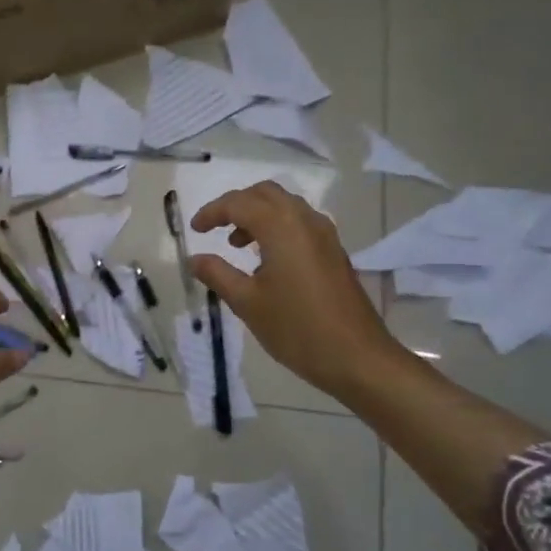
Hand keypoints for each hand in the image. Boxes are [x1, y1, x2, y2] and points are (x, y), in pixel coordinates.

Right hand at [190, 182, 398, 398]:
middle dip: (236, 204)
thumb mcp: (247, 303)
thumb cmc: (296, 328)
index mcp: (281, 228)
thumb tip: (195, 259)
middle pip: (265, 194)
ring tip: (236, 244)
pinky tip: (266, 260)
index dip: (212, 212)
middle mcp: (305, 221)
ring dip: (257, 215)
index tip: (194, 230)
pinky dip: (277, 228)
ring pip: (285, 206)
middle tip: (215, 227)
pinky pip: (300, 224)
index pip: (239, 203)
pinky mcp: (334, 252)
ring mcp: (325, 236)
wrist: (356, 356)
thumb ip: (218, 274)